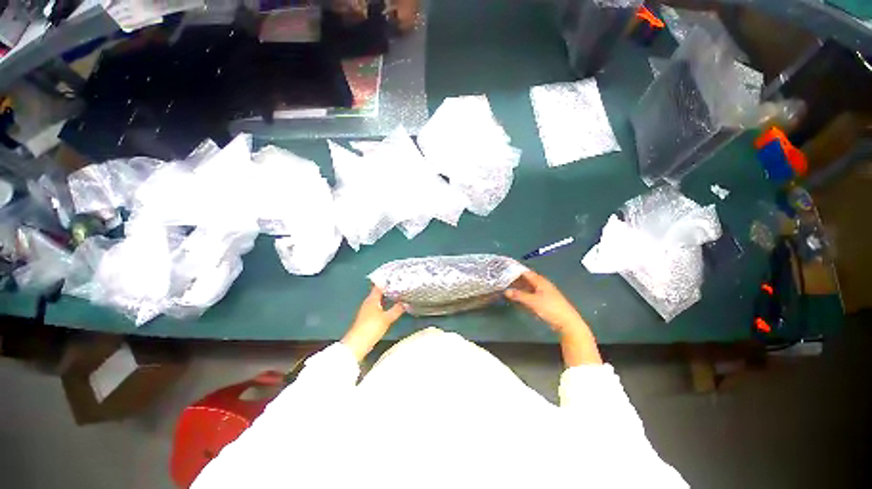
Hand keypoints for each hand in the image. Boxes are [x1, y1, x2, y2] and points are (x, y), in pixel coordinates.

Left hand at [341, 286, 405, 361]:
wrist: (358, 344)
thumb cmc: (371, 327)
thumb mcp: (387, 318)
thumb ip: (397, 309)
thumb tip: (405, 302)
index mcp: (372, 299)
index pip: (379, 286)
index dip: (387, 281)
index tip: (397, 277)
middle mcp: (368, 302)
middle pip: (379, 292)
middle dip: (389, 288)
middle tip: (400, 285)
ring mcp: (367, 310)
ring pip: (379, 299)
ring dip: (387, 296)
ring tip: (399, 293)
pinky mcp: (368, 317)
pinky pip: (378, 306)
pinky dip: (385, 304)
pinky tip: (392, 306)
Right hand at [505, 270, 586, 334]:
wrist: (567, 322)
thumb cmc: (550, 308)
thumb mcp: (532, 301)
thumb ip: (519, 295)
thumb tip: (506, 291)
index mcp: (540, 281)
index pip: (525, 272)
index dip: (515, 271)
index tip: (504, 271)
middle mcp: (542, 284)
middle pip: (527, 279)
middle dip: (516, 279)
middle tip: (503, 280)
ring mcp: (544, 292)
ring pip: (528, 286)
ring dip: (519, 287)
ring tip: (508, 287)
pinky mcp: (544, 300)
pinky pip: (531, 293)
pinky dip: (524, 293)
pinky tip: (518, 297)